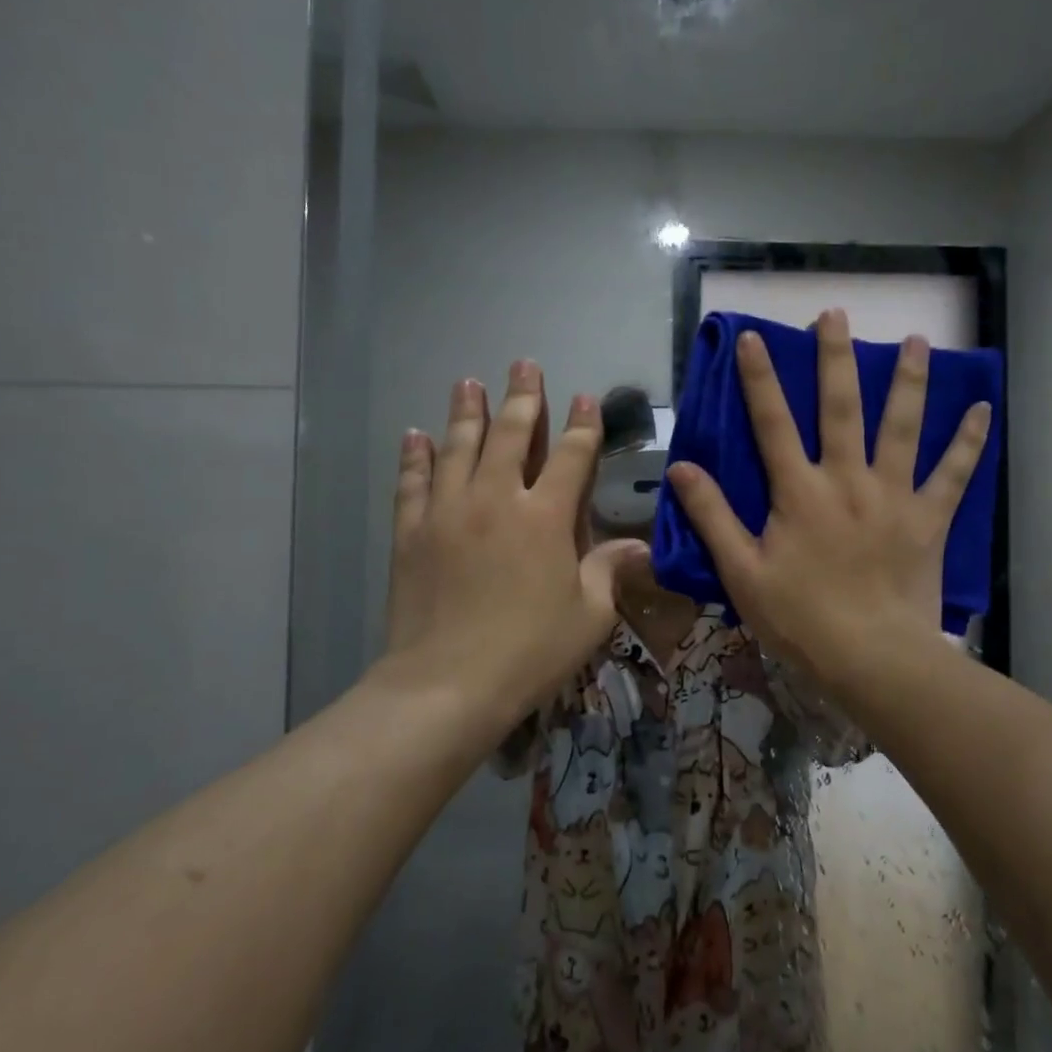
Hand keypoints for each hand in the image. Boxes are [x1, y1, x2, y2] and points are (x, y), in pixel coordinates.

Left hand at [386, 361, 647, 717]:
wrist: (446, 685)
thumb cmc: (529, 652)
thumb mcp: (588, 616)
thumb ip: (609, 571)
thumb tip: (639, 546)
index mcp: (545, 518)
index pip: (571, 456)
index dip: (582, 425)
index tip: (586, 398)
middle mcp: (497, 499)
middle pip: (512, 435)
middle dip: (522, 397)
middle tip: (524, 365)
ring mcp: (449, 512)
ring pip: (459, 447)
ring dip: (466, 412)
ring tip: (468, 382)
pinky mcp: (412, 533)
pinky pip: (413, 483)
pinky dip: (415, 456)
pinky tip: (415, 435)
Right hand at [666, 309, 989, 689]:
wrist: (872, 658)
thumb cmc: (801, 618)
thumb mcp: (742, 572)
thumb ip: (712, 516)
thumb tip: (682, 468)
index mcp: (799, 491)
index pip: (773, 422)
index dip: (760, 378)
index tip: (753, 337)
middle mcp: (847, 479)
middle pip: (840, 407)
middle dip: (835, 358)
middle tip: (836, 315)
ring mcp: (893, 495)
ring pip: (901, 426)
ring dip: (907, 380)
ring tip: (914, 339)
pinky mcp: (929, 518)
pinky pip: (953, 473)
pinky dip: (968, 441)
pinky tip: (982, 408)